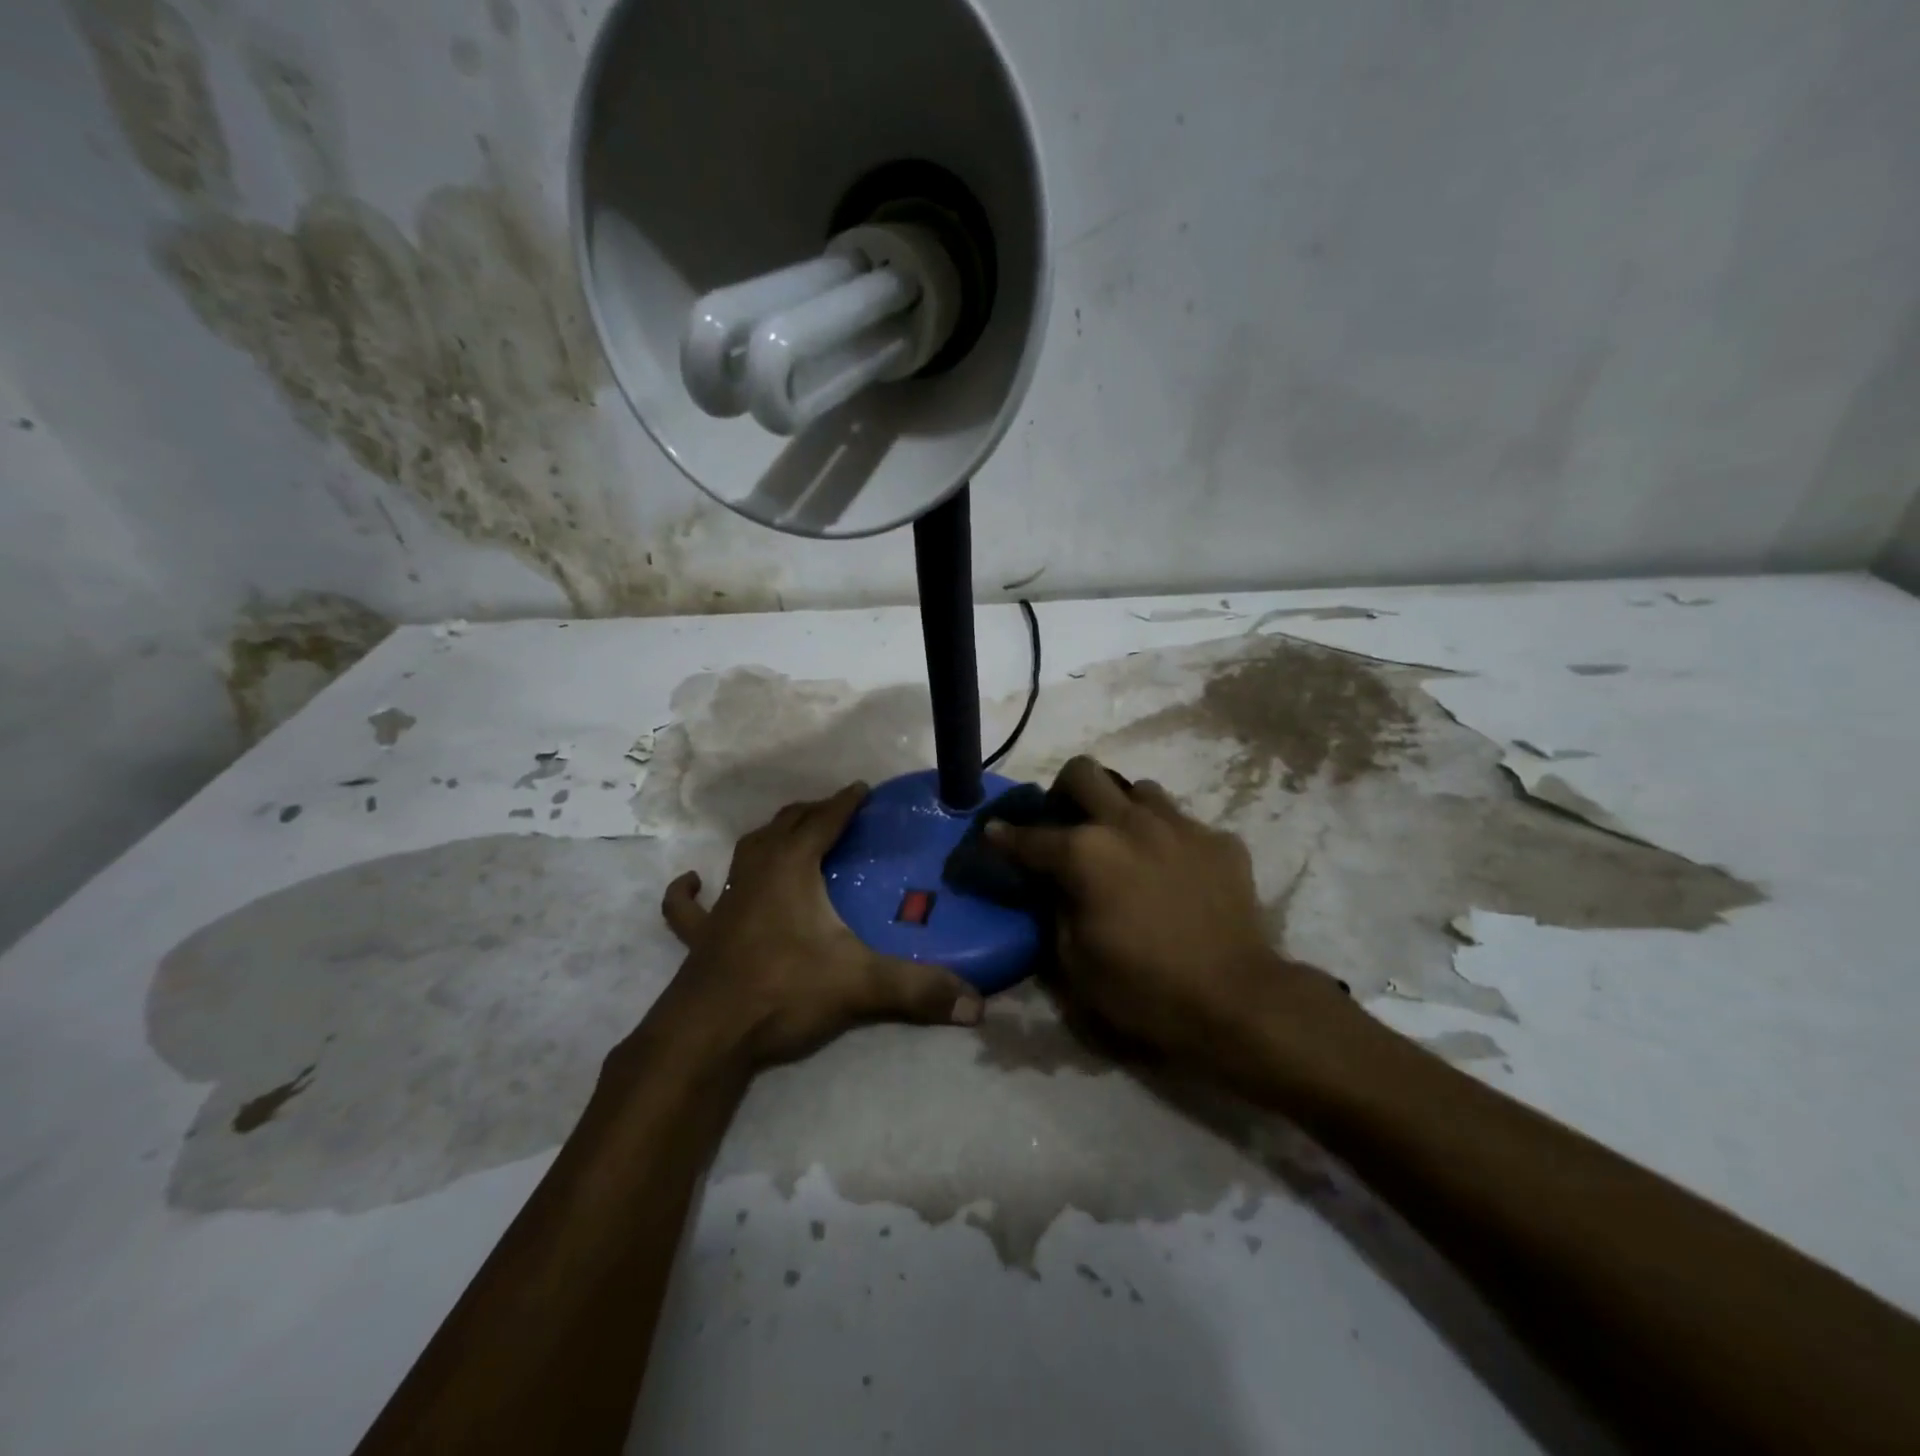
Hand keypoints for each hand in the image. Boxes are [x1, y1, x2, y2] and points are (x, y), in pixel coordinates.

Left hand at [649, 783, 984, 1072]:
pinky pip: (691, 906)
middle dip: (811, 812)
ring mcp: (724, 903)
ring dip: (769, 838)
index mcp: (792, 868)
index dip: (845, 802)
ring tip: (787, 836)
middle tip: (835, 811)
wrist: (706, 1035)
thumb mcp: (859, 985)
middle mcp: (756, 873)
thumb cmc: (783, 991)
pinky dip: (691, 891)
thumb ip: (918, 989)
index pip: (824, 821)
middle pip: (785, 826)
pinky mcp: (702, 935)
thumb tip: (978, 1006)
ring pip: (745, 852)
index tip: (863, 788)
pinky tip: (694, 881)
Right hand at [987, 756, 1343, 1071]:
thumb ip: (1056, 909)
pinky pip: (1184, 824)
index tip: (993, 832)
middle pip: (1084, 772)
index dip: (1004, 836)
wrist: (1236, 1000)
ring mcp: (1180, 826)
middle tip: (1065, 820)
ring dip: (1122, 810)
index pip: (1031, 836)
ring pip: (1140, 789)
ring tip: (1125, 843)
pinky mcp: (1221, 841)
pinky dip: (1169, 841)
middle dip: (1063, 791)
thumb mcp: (1075, 962)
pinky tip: (1175, 873)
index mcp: (1086, 853)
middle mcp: (1130, 823)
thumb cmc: (1144, 989)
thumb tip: (1053, 884)